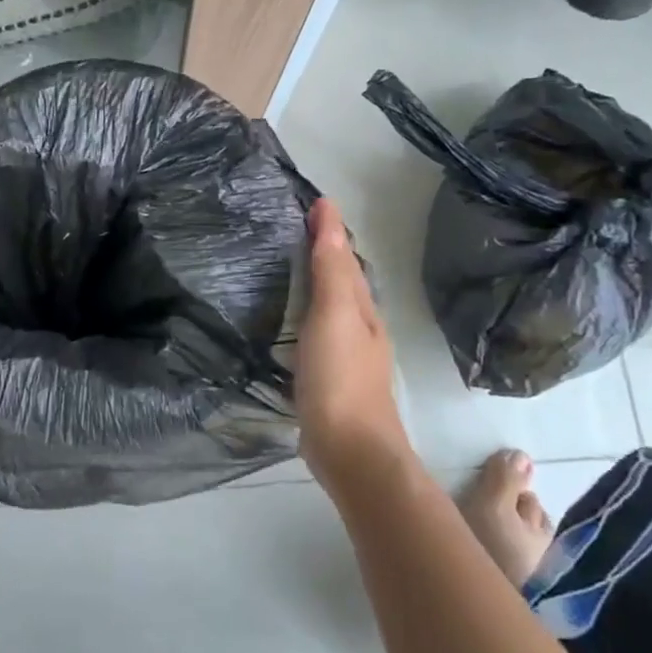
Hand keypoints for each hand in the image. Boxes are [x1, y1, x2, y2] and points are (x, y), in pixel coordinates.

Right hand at [296, 198, 411, 488]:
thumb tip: (330, 216)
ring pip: (331, 308)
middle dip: (325, 253)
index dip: (330, 230)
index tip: (311, 202)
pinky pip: (318, 334)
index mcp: (362, 310)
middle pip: (343, 281)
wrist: (351, 451)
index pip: (345, 258)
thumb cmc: (340, 379)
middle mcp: (360, 329)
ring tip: (289, 266)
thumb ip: (330, 270)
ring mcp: (347, 358)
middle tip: (295, 228)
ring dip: (316, 284)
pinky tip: (290, 323)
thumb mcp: (334, 316)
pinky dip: (306, 316)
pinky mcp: (330, 381)